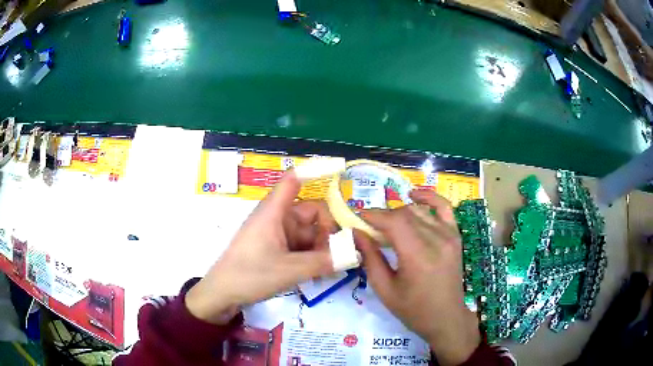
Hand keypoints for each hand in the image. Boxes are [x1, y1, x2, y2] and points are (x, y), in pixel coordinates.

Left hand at [186, 171, 336, 323]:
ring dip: (322, 249)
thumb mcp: (290, 270)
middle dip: (329, 232)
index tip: (341, 171)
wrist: (223, 294)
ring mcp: (277, 234)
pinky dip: (312, 257)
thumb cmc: (250, 275)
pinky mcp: (276, 249)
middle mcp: (277, 218)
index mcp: (275, 212)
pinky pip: (301, 247)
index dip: (315, 171)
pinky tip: (318, 274)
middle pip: (312, 213)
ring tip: (329, 271)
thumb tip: (357, 254)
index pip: (294, 180)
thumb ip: (325, 262)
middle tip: (340, 255)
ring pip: (309, 234)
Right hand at [355, 190, 479, 365]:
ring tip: (387, 223)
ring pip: (419, 210)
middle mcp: (436, 239)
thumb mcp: (385, 289)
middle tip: (369, 226)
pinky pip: (444, 207)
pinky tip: (414, 195)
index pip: (394, 221)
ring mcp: (449, 235)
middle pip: (405, 213)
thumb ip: (370, 258)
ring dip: (400, 212)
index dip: (374, 215)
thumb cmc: (413, 309)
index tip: (357, 216)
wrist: (446, 317)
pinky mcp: (456, 235)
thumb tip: (355, 233)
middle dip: (383, 216)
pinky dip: (429, 197)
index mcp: (418, 255)